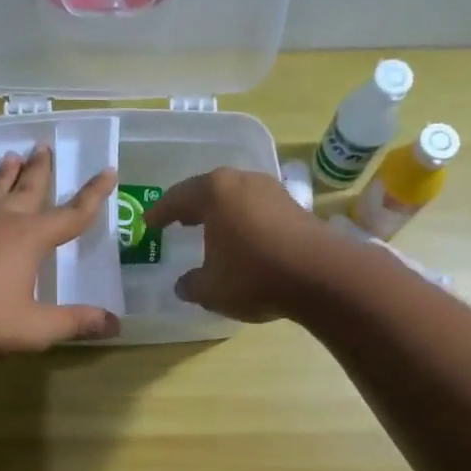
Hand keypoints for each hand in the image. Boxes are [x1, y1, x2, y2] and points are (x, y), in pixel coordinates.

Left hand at [0, 144, 119, 356]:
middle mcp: (3, 220)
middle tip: (45, 146)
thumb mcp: (35, 328)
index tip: (109, 171)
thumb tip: (116, 324)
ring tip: (12, 155)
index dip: (94, 195)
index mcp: (31, 238)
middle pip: (29, 188)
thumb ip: (75, 323)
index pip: (72, 214)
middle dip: (41, 169)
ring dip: (6, 173)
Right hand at [147, 168, 328, 322]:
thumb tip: (183, 285)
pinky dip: (244, 222)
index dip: (160, 213)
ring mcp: (273, 191)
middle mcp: (243, 182)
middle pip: (209, 191)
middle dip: (191, 207)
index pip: (177, 198)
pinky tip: (242, 240)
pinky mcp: (296, 207)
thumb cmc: (254, 275)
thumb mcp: (211, 289)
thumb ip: (191, 285)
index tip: (148, 224)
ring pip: (236, 198)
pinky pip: (258, 210)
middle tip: (177, 221)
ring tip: (209, 230)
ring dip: (221, 214)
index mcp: (215, 192)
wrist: (321, 276)